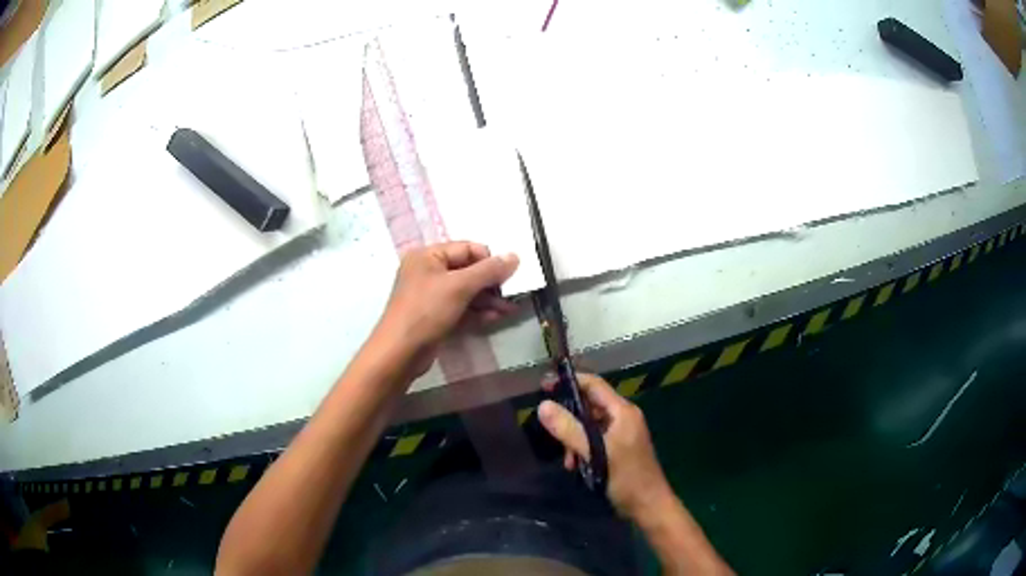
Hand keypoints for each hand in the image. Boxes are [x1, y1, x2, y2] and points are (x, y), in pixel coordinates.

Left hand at [372, 242, 519, 377]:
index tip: (508, 275)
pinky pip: (460, 307)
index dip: (488, 260)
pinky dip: (477, 311)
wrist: (400, 352)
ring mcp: (431, 295)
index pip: (466, 248)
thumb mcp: (459, 287)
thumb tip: (514, 256)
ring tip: (509, 309)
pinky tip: (495, 318)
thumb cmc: (426, 311)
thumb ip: (488, 271)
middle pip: (467, 270)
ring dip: (488, 299)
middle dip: (491, 283)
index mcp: (428, 255)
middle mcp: (428, 271)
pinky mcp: (435, 316)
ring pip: (466, 291)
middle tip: (512, 294)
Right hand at [539, 373, 672, 519]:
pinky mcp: (617, 448)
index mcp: (622, 411)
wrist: (649, 506)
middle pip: (589, 405)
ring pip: (588, 425)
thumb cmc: (627, 478)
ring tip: (568, 460)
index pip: (593, 384)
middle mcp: (622, 417)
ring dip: (573, 439)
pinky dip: (582, 449)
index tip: (543, 387)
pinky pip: (593, 440)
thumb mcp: (596, 453)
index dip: (569, 382)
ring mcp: (621, 433)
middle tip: (552, 434)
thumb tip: (542, 405)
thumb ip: (569, 429)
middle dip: (569, 419)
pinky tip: (576, 465)